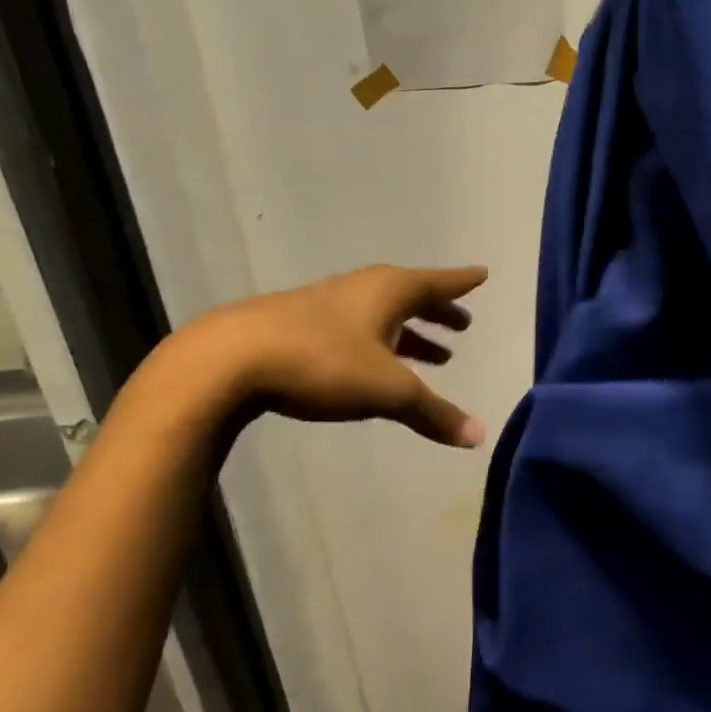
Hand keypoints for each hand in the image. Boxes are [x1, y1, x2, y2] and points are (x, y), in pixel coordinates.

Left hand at [192, 264, 488, 447]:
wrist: (228, 361)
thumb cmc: (322, 362)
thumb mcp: (387, 390)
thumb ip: (433, 412)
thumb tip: (478, 436)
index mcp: (388, 291)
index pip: (437, 283)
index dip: (461, 282)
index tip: (482, 275)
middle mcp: (361, 289)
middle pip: (410, 296)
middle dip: (438, 312)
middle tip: (462, 325)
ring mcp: (326, 304)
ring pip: (381, 315)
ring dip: (408, 332)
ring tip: (434, 355)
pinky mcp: (298, 326)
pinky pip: (355, 328)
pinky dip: (377, 343)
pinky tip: (373, 365)